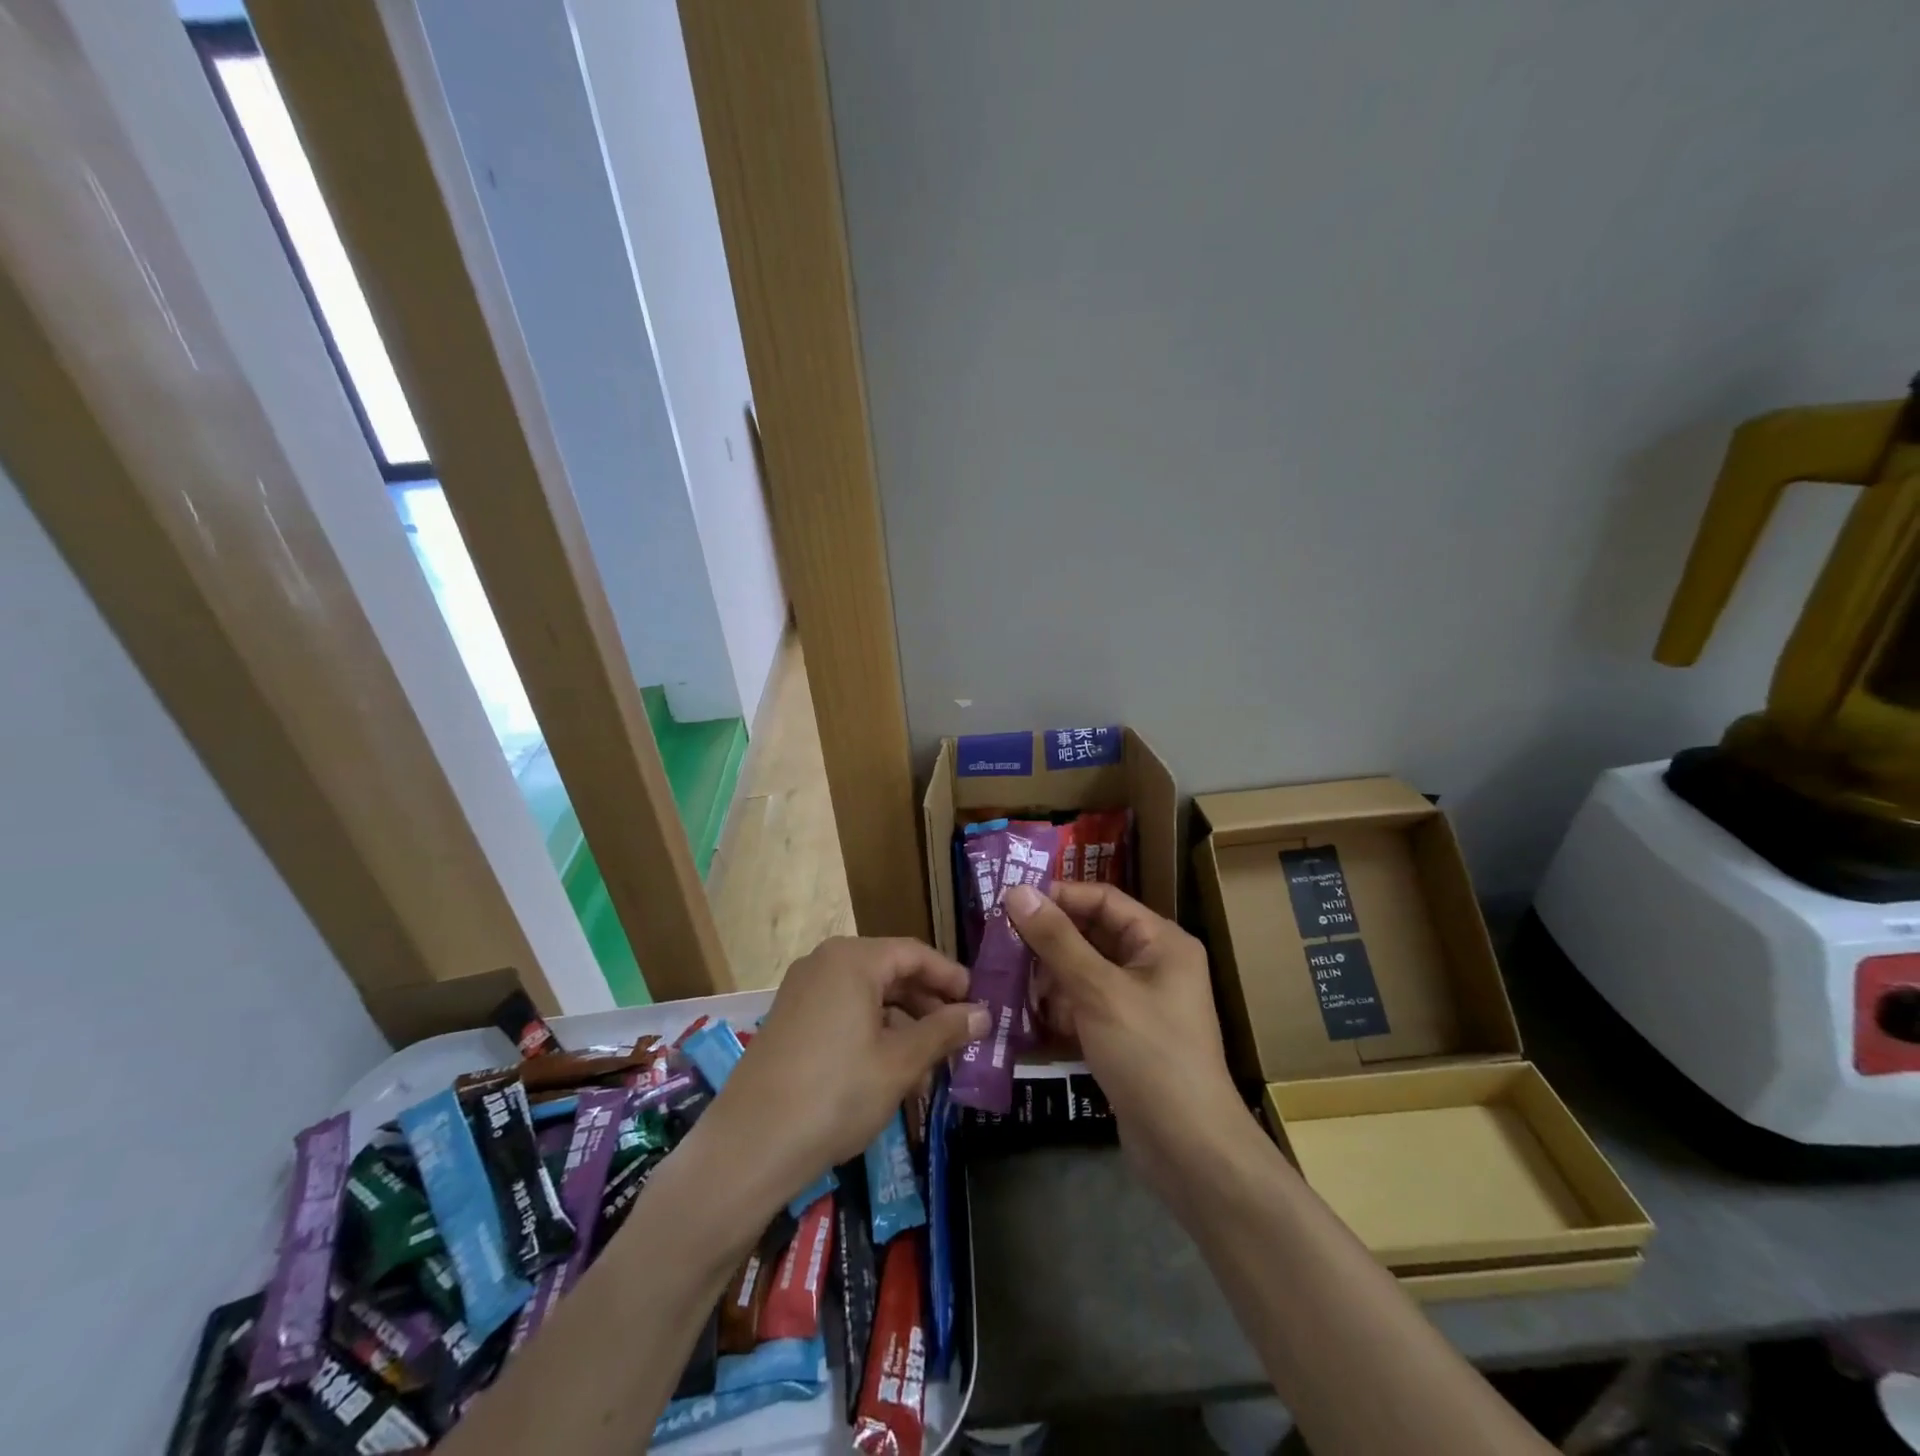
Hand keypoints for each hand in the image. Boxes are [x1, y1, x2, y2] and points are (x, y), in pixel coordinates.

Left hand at [700, 937, 987, 1209]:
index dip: (951, 977)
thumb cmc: (836, 1093)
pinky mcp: (788, 1021)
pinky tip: (889, 1072)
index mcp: (852, 959)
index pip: (915, 954)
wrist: (750, 1145)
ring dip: (902, 1025)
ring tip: (928, 1065)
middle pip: (890, 972)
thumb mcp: (900, 1062)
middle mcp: (824, 963)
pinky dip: (872, 1034)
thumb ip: (945, 1031)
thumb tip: (984, 1014)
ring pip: (867, 997)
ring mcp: (801, 991)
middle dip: (927, 1005)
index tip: (979, 1003)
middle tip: (959, 1038)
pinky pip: (842, 1013)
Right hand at [1007, 881, 1254, 1199]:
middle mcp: (1154, 964)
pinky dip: (1060, 1008)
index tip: (1010, 903)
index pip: (1103, 900)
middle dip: (1048, 941)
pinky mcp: (1126, 1036)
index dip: (1058, 897)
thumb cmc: (1149, 1055)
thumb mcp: (1098, 990)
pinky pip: (1087, 1006)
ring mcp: (1141, 1003)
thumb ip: (1057, 939)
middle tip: (1000, 944)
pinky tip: (1027, 1017)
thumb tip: (1017, 891)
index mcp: (1161, 942)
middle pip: (1092, 935)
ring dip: (1049, 977)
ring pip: (1085, 972)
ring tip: (1008, 983)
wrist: (1189, 1150)